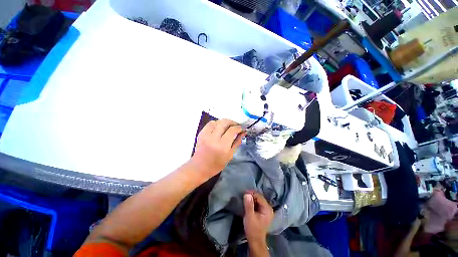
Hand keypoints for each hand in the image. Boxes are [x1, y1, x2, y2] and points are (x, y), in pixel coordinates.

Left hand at [191, 119, 245, 179]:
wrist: (200, 167)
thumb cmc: (217, 164)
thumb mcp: (230, 155)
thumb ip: (237, 142)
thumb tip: (243, 132)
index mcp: (222, 145)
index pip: (232, 130)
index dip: (239, 127)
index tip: (242, 128)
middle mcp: (213, 138)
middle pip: (225, 122)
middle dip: (233, 122)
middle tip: (236, 126)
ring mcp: (206, 134)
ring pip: (218, 121)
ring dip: (225, 122)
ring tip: (228, 127)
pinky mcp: (201, 133)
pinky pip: (210, 123)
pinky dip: (217, 123)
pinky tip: (219, 128)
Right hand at [243, 192, 273, 243]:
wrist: (255, 241)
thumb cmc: (253, 229)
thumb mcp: (249, 217)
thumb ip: (249, 205)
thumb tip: (247, 194)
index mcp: (267, 209)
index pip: (259, 197)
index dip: (252, 193)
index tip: (244, 192)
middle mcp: (269, 208)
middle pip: (260, 197)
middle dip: (252, 195)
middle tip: (244, 194)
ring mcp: (267, 210)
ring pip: (259, 200)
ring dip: (252, 198)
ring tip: (245, 197)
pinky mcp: (263, 212)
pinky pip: (258, 203)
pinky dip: (253, 202)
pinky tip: (248, 202)